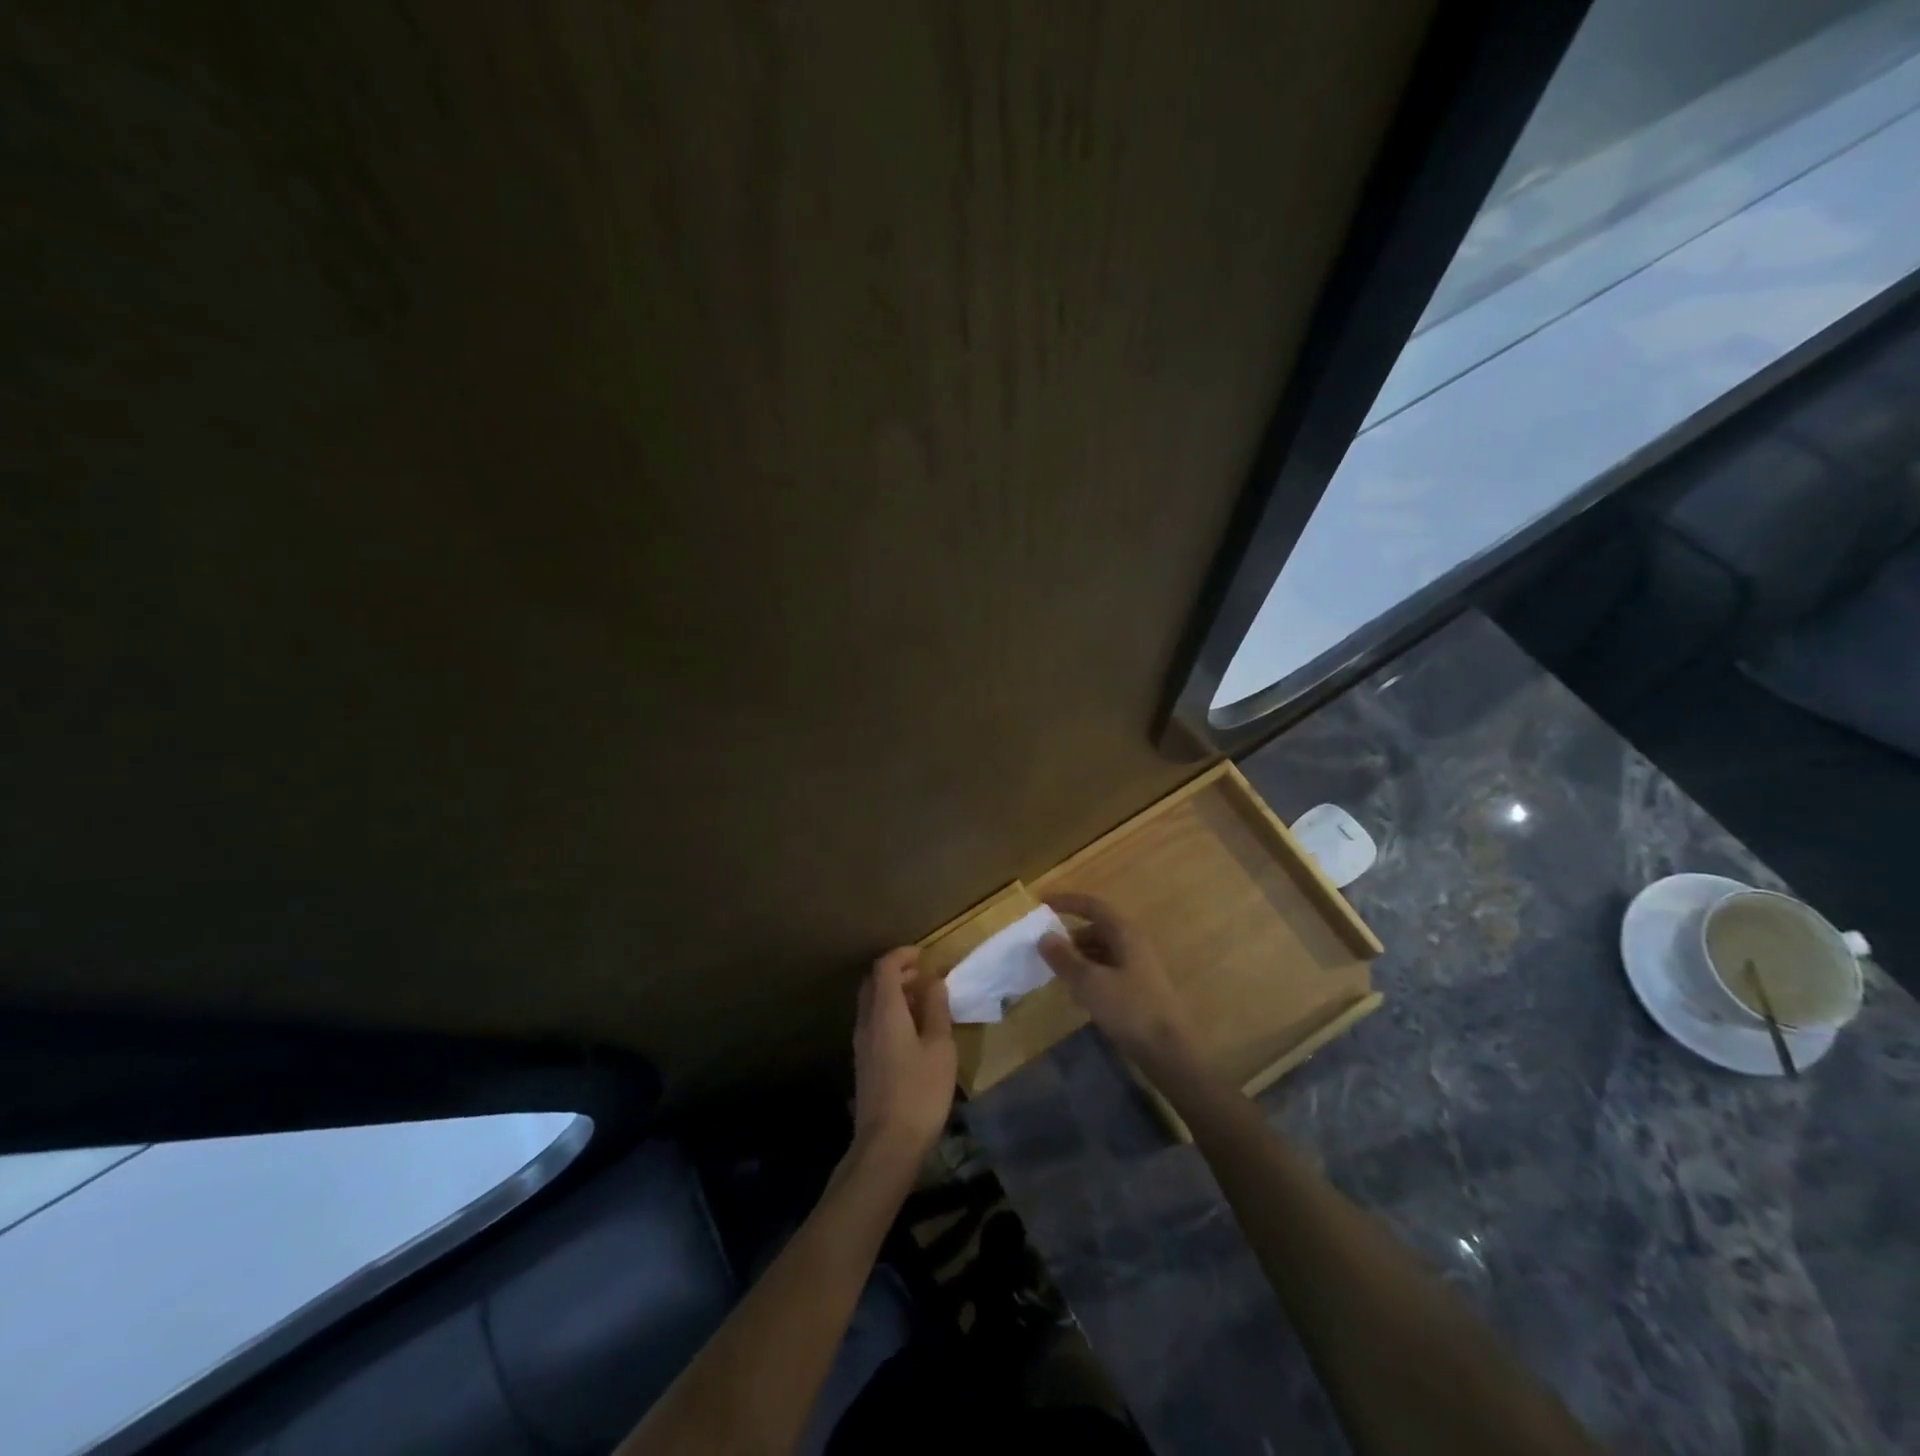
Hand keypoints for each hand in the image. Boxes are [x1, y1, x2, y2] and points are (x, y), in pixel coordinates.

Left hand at [851, 947, 955, 1166]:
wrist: (886, 1145)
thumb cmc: (920, 1092)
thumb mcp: (939, 1047)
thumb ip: (936, 1010)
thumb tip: (933, 982)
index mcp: (884, 1012)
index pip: (884, 968)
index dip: (902, 955)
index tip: (924, 955)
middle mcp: (866, 1022)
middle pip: (873, 983)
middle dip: (896, 971)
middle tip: (922, 975)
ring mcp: (861, 1044)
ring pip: (871, 1004)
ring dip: (893, 993)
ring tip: (922, 1001)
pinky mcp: (863, 1063)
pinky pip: (873, 1022)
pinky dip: (889, 1013)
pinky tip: (911, 1030)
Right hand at [1040, 894, 1199, 1077]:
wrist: (1169, 1051)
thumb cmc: (1129, 1009)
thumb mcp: (1090, 982)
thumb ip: (1065, 958)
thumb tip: (1044, 937)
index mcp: (1125, 934)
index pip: (1092, 906)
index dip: (1067, 902)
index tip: (1042, 903)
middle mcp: (1133, 944)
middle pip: (1096, 929)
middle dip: (1069, 936)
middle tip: (1044, 947)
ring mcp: (1137, 968)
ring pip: (1101, 952)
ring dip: (1078, 957)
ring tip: (1055, 971)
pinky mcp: (1137, 990)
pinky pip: (1107, 971)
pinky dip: (1089, 975)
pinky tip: (1076, 994)